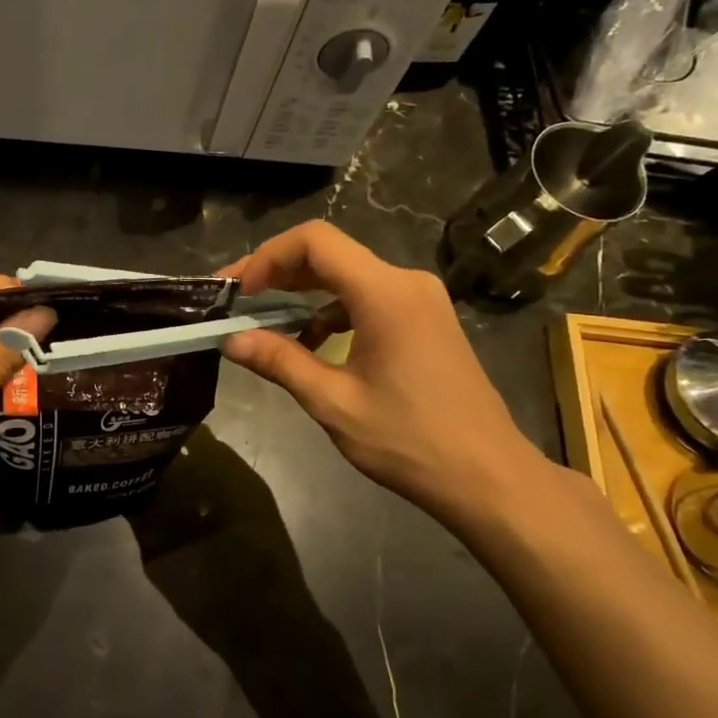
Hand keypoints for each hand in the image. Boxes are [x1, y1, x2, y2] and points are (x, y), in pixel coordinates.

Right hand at [220, 221, 553, 532]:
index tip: (238, 291)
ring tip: (264, 324)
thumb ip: (280, 362)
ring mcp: (420, 301)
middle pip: (330, 254)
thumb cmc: (409, 440)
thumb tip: (231, 340)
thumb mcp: (334, 402)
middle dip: (278, 273)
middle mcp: (406, 283)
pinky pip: (368, 299)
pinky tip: (310, 346)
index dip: (268, 257)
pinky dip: (331, 312)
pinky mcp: (425, 321)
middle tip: (237, 301)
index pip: (315, 241)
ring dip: (303, 294)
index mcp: (385, 293)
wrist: (487, 476)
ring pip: (348, 277)